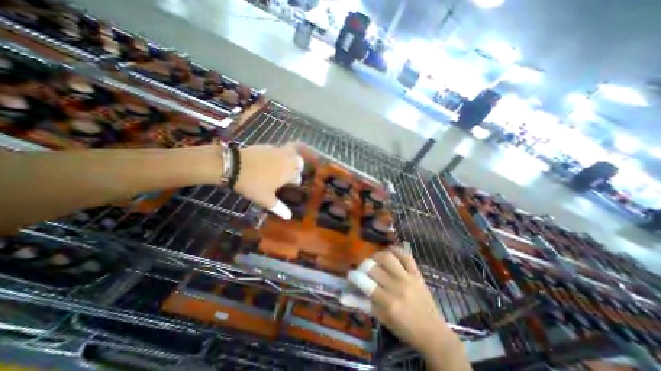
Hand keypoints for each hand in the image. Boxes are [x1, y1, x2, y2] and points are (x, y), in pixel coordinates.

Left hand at [233, 142, 302, 220]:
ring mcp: (277, 151)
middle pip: (299, 161)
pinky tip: (268, 161)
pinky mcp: (267, 146)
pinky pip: (278, 149)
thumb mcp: (266, 200)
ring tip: (282, 166)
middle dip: (297, 167)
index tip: (288, 186)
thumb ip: (279, 208)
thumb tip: (289, 217)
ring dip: (290, 158)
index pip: (298, 177)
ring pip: (291, 152)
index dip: (295, 182)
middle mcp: (287, 160)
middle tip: (289, 174)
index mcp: (290, 172)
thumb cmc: (253, 184)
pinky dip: (278, 154)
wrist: (233, 166)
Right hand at [340, 249, 463, 364]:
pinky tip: (390, 251)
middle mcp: (397, 287)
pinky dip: (396, 250)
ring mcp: (408, 278)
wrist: (433, 333)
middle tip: (363, 270)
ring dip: (377, 256)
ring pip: (388, 257)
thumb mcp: (382, 319)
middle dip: (364, 266)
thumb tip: (343, 296)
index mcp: (388, 302)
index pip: (366, 284)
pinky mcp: (417, 273)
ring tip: (374, 260)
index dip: (355, 276)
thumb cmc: (404, 328)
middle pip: (374, 267)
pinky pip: (406, 256)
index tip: (350, 274)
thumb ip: (362, 305)